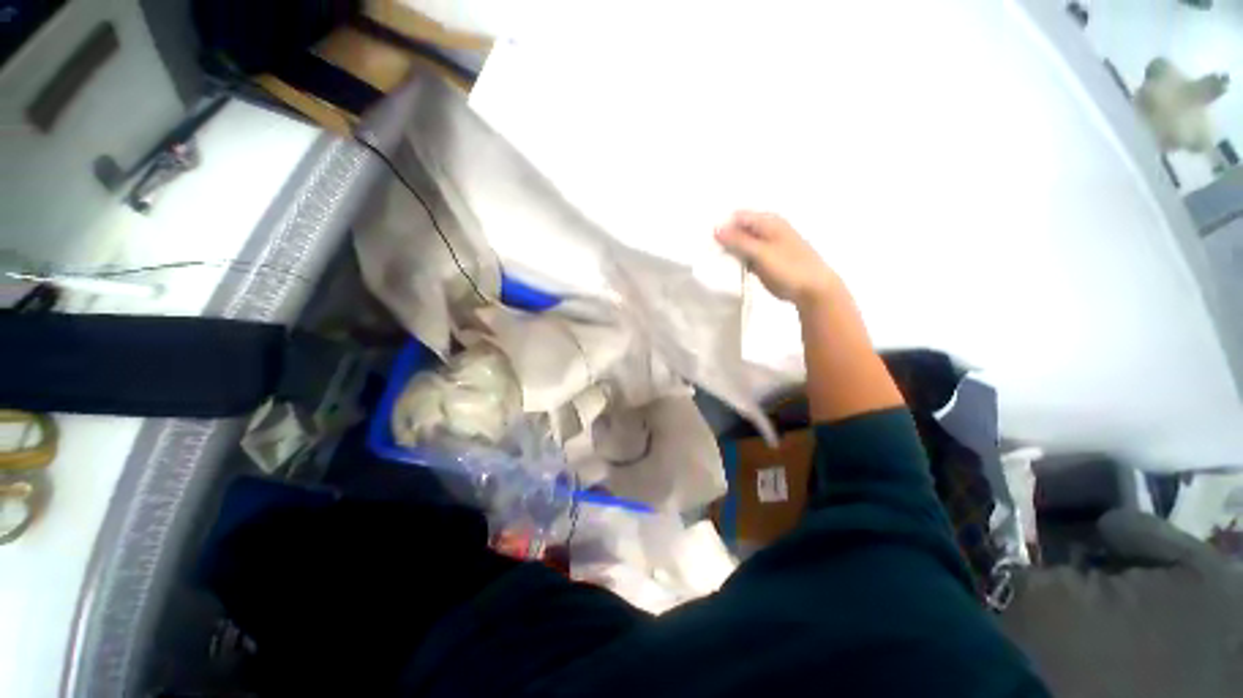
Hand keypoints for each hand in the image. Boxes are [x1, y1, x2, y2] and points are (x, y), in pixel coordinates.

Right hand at [714, 211, 836, 306]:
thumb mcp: (762, 252)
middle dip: (723, 238)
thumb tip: (716, 228)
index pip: (737, 217)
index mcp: (768, 221)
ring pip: (740, 244)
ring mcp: (765, 246)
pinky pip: (745, 256)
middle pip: (737, 229)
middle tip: (705, 251)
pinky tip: (723, 267)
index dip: (721, 225)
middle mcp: (765, 230)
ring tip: (710, 259)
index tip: (704, 239)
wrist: (813, 289)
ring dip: (728, 250)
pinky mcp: (763, 260)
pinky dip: (735, 260)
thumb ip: (738, 241)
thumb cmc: (789, 267)